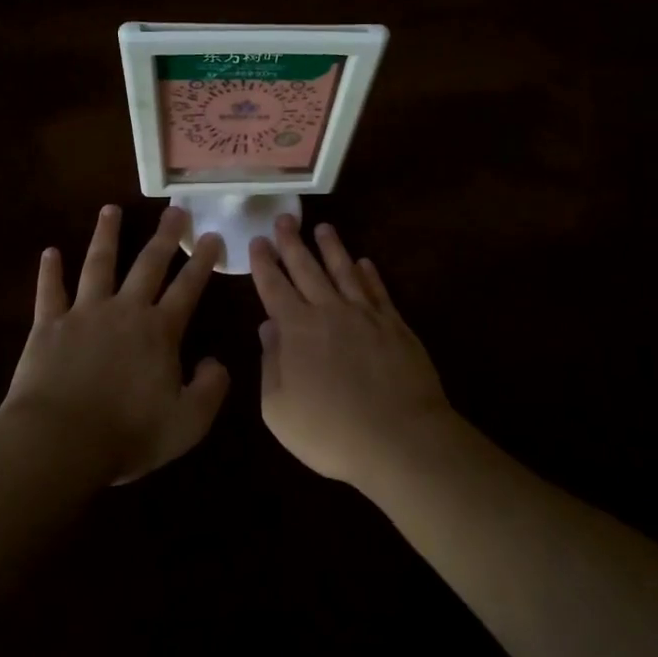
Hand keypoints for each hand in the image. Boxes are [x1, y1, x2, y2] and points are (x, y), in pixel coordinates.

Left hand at [0, 205, 228, 484]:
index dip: (203, 260)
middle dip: (164, 236)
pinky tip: (49, 252)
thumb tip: (216, 362)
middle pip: (148, 264)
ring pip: (98, 264)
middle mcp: (125, 310)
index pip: (188, 287)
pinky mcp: (48, 325)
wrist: (59, 442)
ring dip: (106, 235)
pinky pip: (49, 291)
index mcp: (160, 331)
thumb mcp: (187, 422)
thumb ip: (211, 389)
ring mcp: (84, 313)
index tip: (213, 234)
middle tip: (174, 209)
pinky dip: (50, 271)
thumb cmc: (127, 434)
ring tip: (110, 209)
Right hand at [249, 216, 452, 487]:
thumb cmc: (330, 431)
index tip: (257, 240)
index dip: (264, 263)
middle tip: (284, 218)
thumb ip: (270, 364)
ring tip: (323, 227)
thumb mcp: (279, 408)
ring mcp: (365, 315)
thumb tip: (268, 327)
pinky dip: (369, 273)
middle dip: (293, 242)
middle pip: (307, 268)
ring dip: (332, 247)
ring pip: (344, 270)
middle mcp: (329, 311)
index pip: (274, 287)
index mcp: (296, 329)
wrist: (399, 438)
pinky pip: (378, 290)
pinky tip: (364, 262)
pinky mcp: (395, 324)